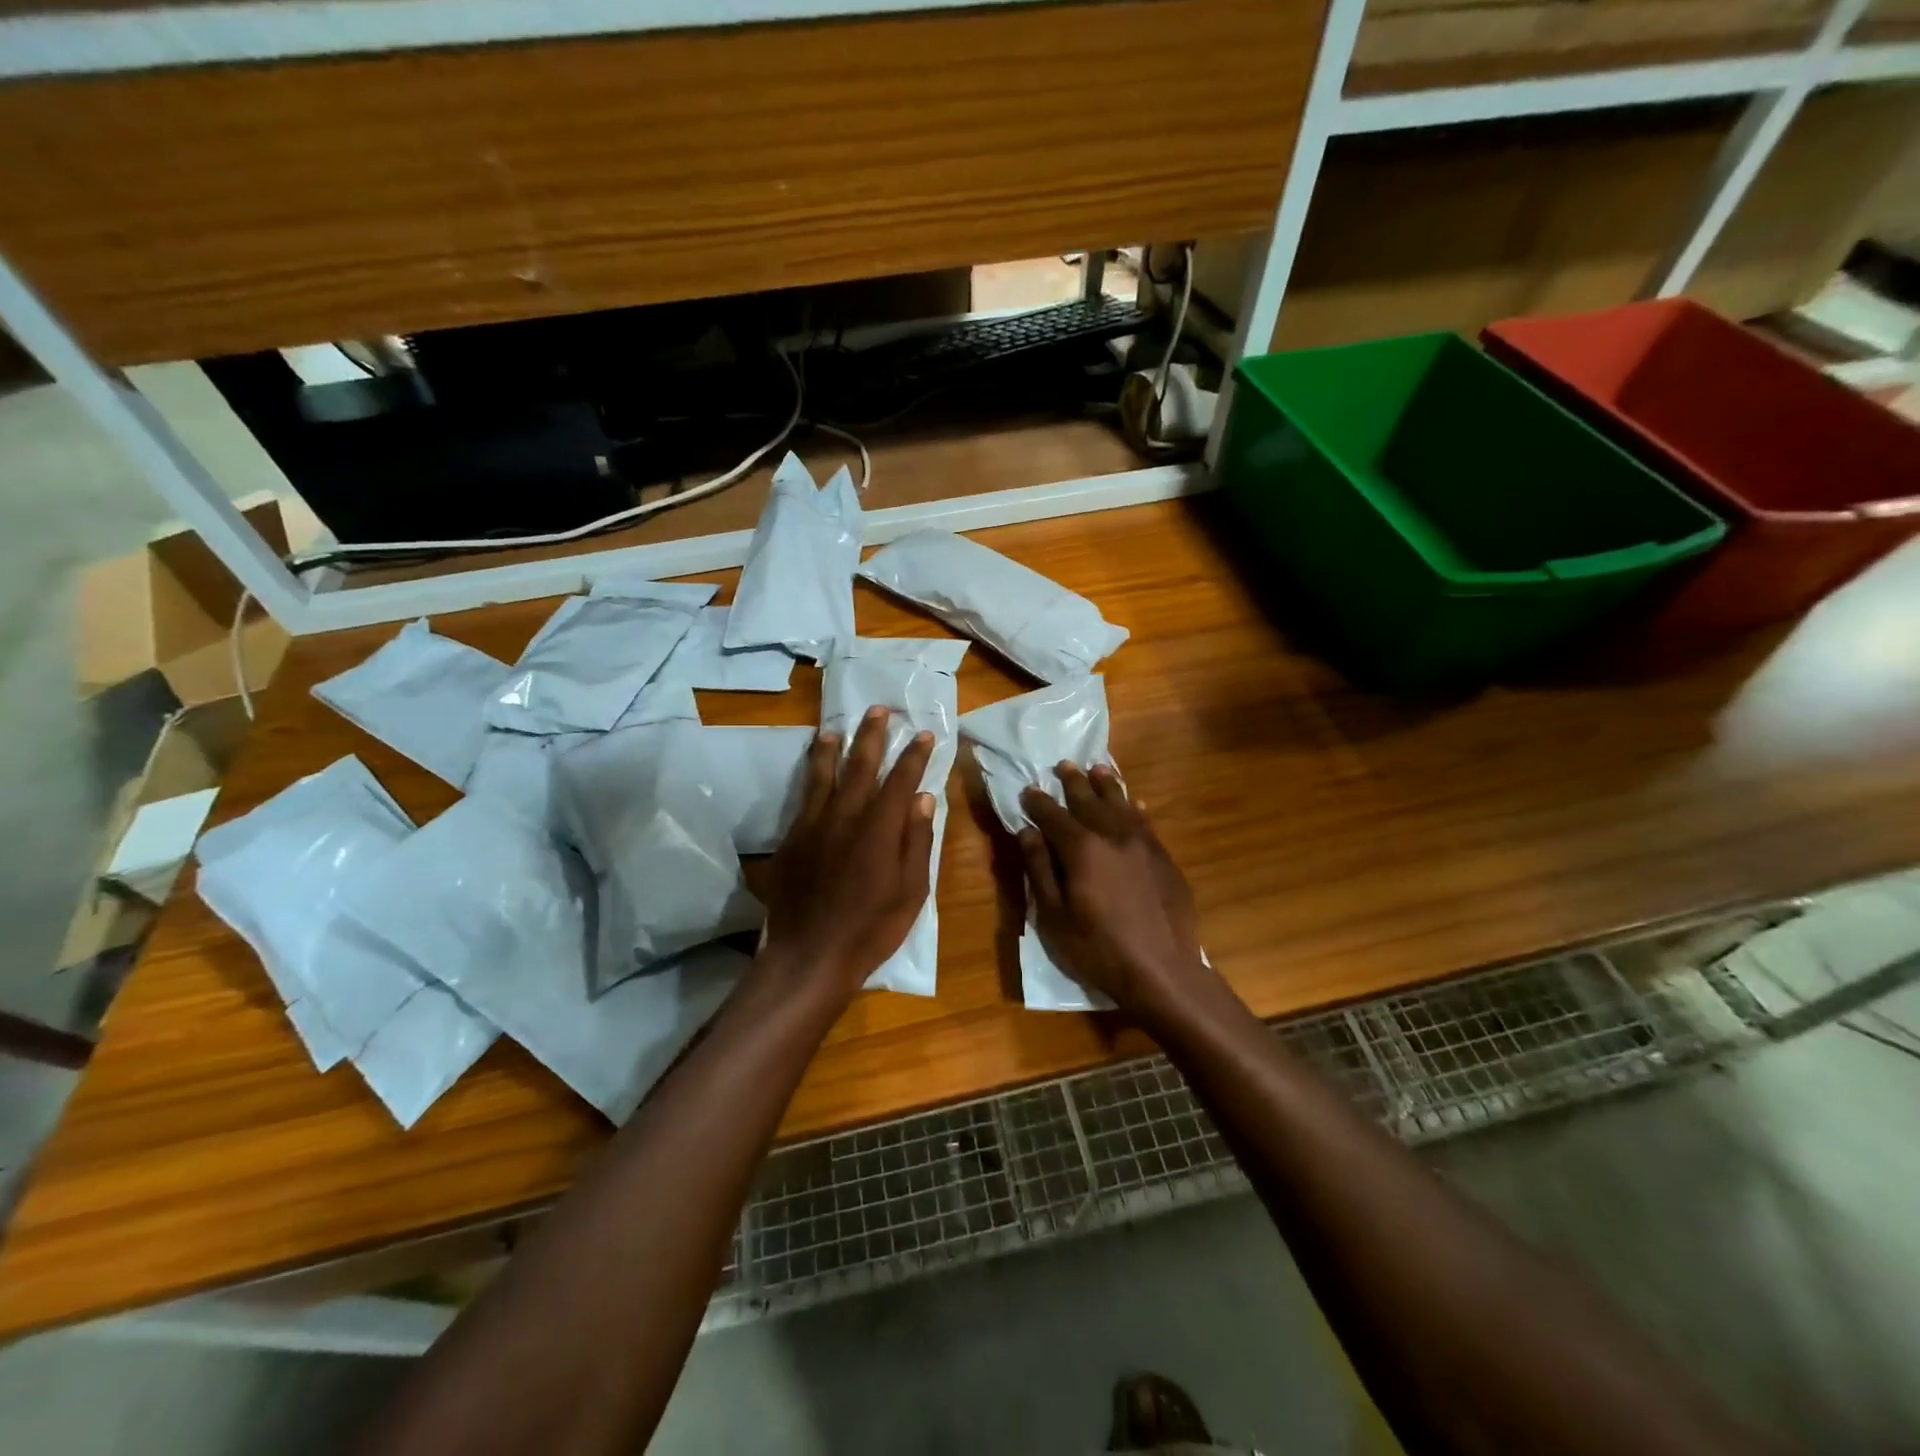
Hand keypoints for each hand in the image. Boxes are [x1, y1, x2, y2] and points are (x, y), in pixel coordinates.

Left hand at [761, 707, 936, 996]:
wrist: (810, 955)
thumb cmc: (871, 929)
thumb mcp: (911, 892)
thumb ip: (917, 842)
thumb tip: (924, 799)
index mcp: (880, 830)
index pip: (900, 781)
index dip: (914, 756)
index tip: (923, 734)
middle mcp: (846, 818)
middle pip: (861, 767)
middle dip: (873, 736)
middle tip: (879, 710)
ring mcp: (814, 826)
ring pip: (825, 776)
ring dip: (834, 748)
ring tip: (838, 727)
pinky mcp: (792, 839)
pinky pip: (804, 797)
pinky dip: (811, 775)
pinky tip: (814, 767)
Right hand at [1019, 764, 1212, 1019]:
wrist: (1162, 970)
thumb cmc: (1098, 949)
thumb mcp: (1055, 916)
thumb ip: (1040, 869)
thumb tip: (1027, 832)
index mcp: (1081, 849)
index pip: (1053, 815)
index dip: (1038, 802)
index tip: (1028, 789)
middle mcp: (1113, 835)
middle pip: (1089, 801)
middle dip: (1073, 782)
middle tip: (1064, 765)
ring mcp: (1144, 844)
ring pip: (1121, 804)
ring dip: (1107, 785)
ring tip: (1097, 769)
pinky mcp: (1164, 858)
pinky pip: (1146, 822)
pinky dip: (1135, 808)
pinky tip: (1134, 803)